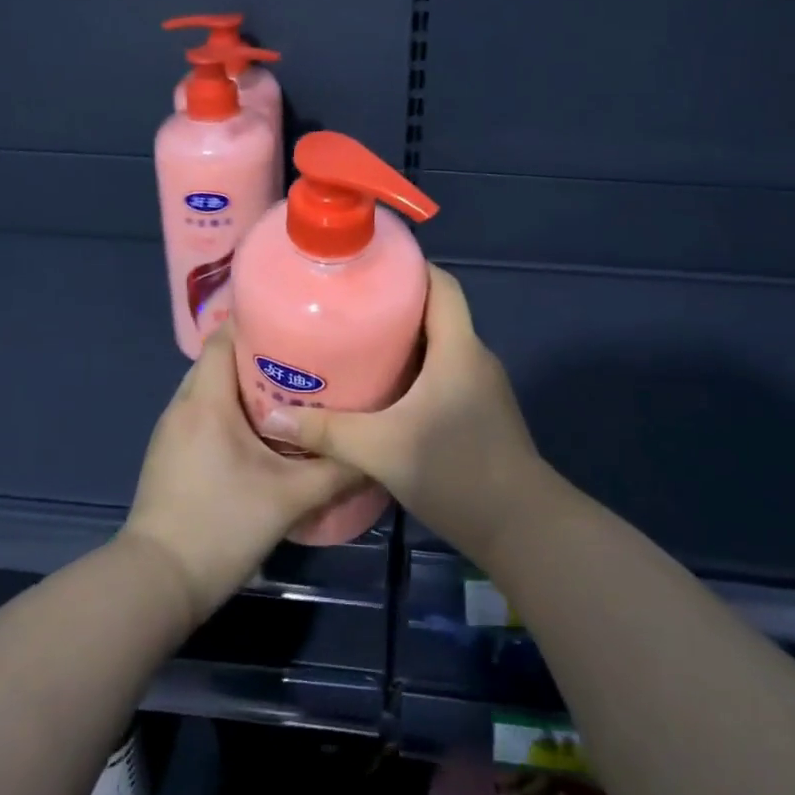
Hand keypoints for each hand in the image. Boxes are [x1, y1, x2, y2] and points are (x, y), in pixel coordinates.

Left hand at [124, 325, 362, 624]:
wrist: (157, 583)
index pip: (224, 337)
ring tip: (290, 389)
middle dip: (258, 352)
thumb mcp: (289, 499)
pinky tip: (261, 430)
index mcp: (206, 401)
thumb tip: (374, 454)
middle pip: (219, 359)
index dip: (257, 321)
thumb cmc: (221, 526)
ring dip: (244, 383)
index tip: (296, 321)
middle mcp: (183, 405)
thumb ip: (336, 472)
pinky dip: (229, 408)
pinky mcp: (169, 454)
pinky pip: (202, 412)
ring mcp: (171, 431)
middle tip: (305, 357)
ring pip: (210, 387)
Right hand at [257, 267, 545, 562]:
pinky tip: (383, 391)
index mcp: (458, 348)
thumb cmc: (456, 471)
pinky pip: (444, 374)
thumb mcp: (382, 449)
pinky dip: (415, 371)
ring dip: (403, 341)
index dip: (410, 267)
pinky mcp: (480, 412)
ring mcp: (481, 386)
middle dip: (394, 305)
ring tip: (355, 344)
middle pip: (436, 313)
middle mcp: (474, 357)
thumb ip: (328, 431)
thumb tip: (274, 416)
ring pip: (439, 346)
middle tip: (346, 307)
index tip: (368, 265)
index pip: (442, 285)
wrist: (521, 528)